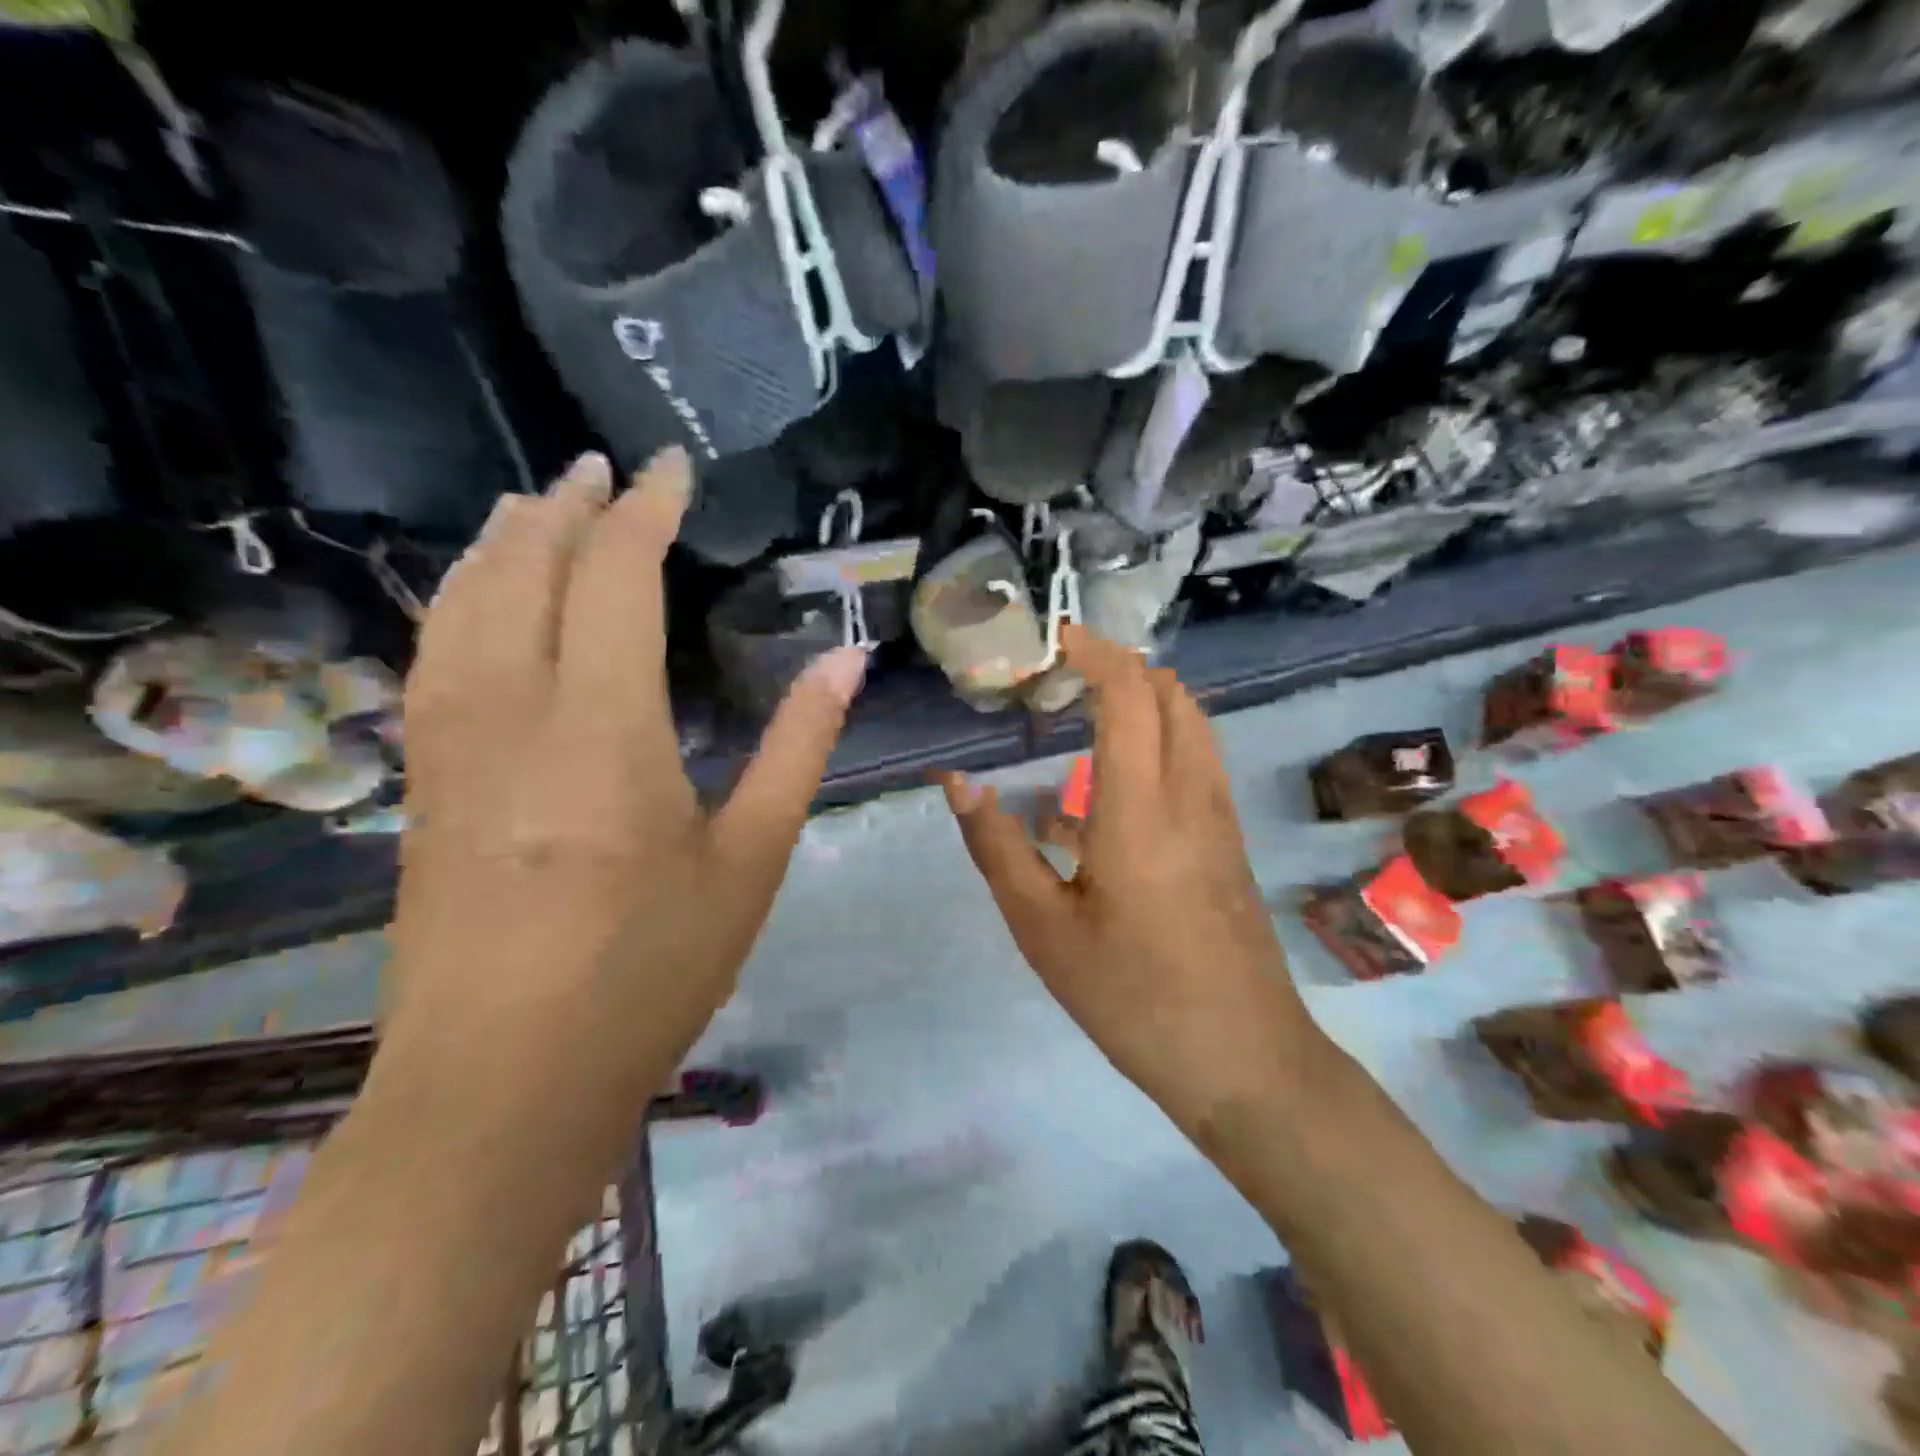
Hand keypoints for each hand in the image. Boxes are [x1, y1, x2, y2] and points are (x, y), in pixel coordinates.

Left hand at [389, 449, 867, 1105]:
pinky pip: (434, 656)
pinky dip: (460, 601)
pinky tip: (475, 599)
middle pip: (527, 572)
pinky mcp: (422, 783)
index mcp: (603, 732)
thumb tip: (846, 663)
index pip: (616, 578)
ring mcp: (450, 747)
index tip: (672, 468)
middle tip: (604, 470)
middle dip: (568, 508)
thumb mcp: (750, 861)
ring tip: (534, 504)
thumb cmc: (649, 973)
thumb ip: (799, 749)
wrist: (502, 1085)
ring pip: (463, 606)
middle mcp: (512, 715)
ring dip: (502, 542)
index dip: (645, 510)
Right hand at [939, 628, 1321, 1137]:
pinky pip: (1197, 759)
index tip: (1053, 638)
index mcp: (1141, 808)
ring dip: (1145, 696)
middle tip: (1060, 672)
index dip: (1094, 653)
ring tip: (1084, 707)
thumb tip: (957, 782)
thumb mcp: (1043, 929)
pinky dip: (1160, 735)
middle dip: (1119, 665)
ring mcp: (1219, 817)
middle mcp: (1190, 795)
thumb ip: (996, 847)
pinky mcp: (1229, 841)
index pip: (1129, 694)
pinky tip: (1112, 777)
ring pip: (1192, 723)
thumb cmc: (1132, 997)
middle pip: (1170, 694)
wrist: (1243, 1061)